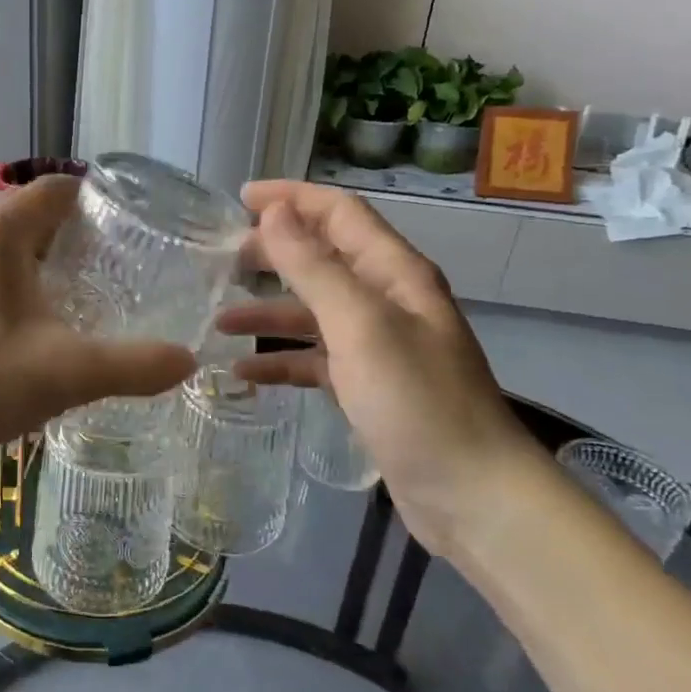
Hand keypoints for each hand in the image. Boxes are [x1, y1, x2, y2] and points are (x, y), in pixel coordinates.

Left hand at [0, 177, 197, 465]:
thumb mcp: (66, 373)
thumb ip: (133, 366)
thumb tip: (188, 361)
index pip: (57, 189)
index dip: (98, 201)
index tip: (135, 230)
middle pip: (30, 216)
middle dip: (74, 237)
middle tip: (117, 271)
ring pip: (2, 248)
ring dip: (40, 264)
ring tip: (77, 300)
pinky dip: (10, 287)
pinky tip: (25, 331)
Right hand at [220, 181, 550, 557]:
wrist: (471, 494)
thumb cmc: (416, 401)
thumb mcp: (360, 325)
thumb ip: (314, 267)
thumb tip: (275, 213)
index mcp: (395, 273)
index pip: (340, 214)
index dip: (292, 198)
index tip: (240, 198)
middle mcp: (387, 301)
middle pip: (323, 259)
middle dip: (274, 253)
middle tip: (223, 260)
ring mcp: (378, 347)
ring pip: (313, 313)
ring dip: (268, 313)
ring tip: (219, 320)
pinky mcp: (367, 388)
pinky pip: (315, 361)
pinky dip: (281, 362)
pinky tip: (243, 374)